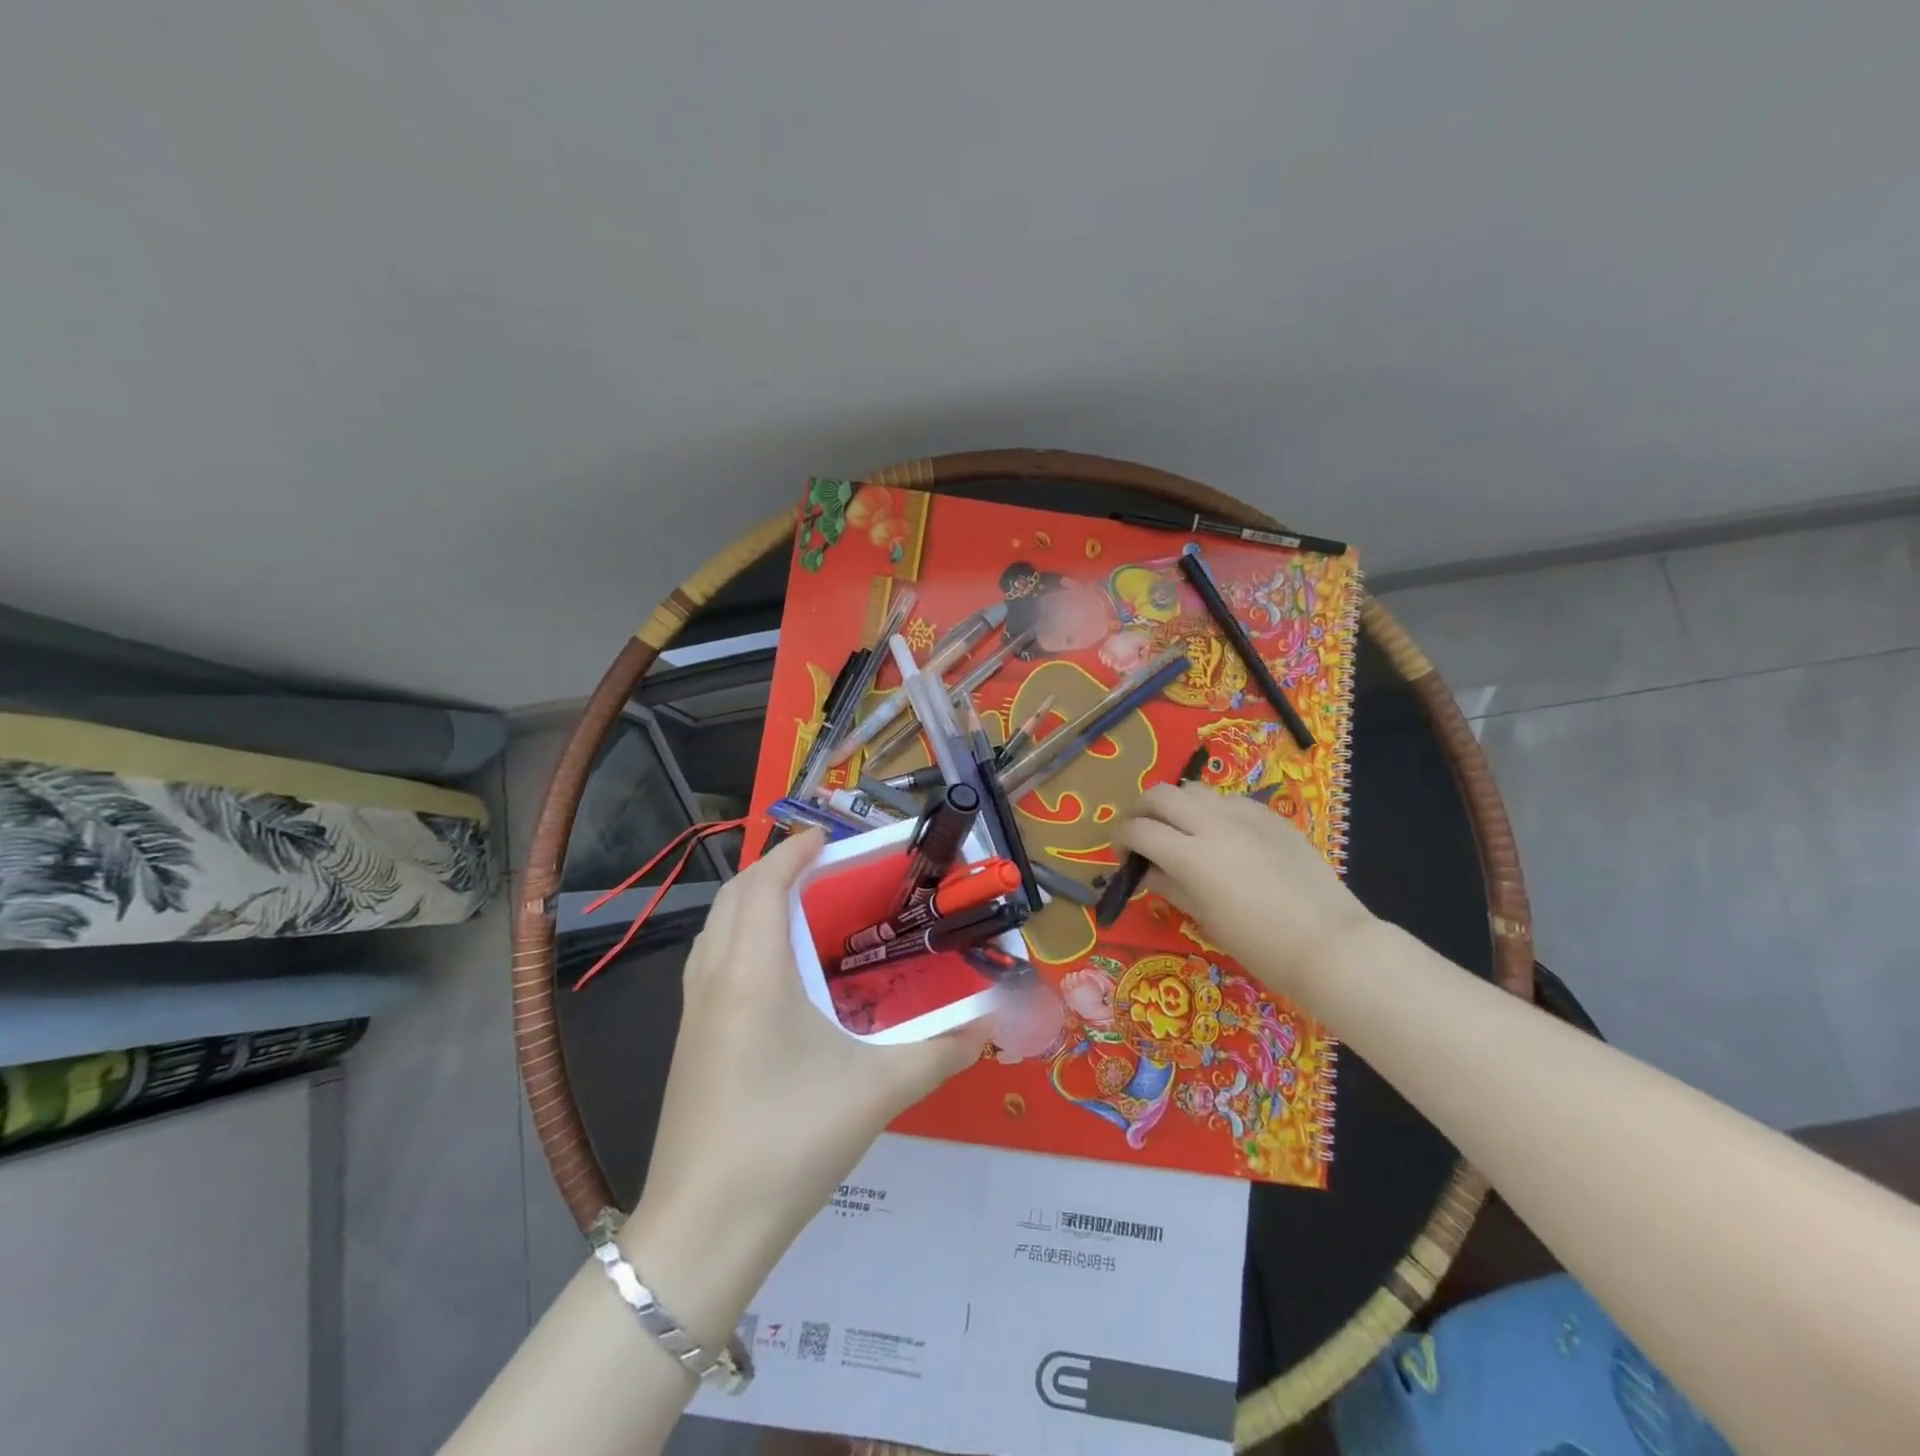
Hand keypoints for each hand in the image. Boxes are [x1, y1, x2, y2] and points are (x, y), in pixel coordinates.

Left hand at [623, 829, 986, 1338]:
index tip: (827, 837)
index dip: (793, 852)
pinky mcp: (689, 1042)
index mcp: (753, 974)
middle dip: (772, 870)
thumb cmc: (790, 1142)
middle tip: (822, 870)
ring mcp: (693, 1013)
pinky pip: (710, 962)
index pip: (764, 886)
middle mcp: (715, 980)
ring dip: (751, 903)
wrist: (704, 1231)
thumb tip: (991, 1024)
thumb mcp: (878, 1091)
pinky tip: (776, 973)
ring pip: (715, 930)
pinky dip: (739, 938)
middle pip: (732, 898)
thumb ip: (942, 1051)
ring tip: (801, 909)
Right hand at [1118, 783, 1376, 1002]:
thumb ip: (1170, 885)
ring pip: (1194, 790)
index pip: (1138, 829)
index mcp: (1191, 854)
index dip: (1121, 840)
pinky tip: (1222, 837)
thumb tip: (1147, 870)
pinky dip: (1212, 811)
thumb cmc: (1260, 945)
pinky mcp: (1271, 816)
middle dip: (1140, 811)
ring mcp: (1246, 815)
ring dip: (1176, 806)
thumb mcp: (1205, 918)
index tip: (1123, 857)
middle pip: (1159, 795)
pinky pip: (1230, 801)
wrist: (1331, 944)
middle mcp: (1213, 824)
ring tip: (1180, 831)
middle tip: (1141, 834)